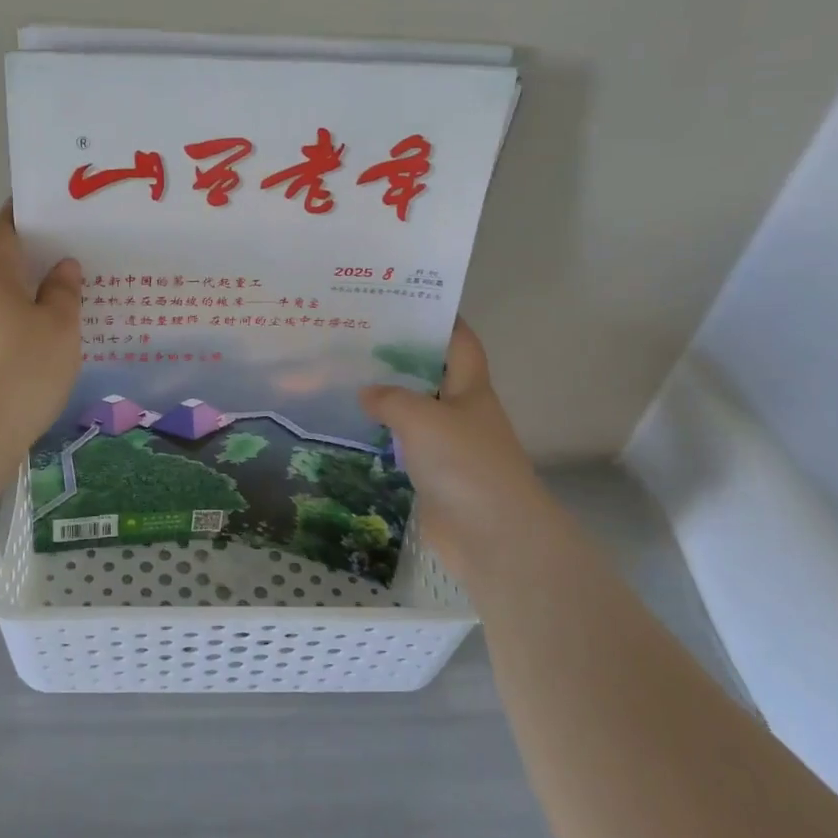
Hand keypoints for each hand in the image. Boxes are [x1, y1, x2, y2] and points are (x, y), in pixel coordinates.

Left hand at [0, 204, 82, 449]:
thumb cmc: (24, 367)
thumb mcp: (59, 327)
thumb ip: (63, 292)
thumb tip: (62, 265)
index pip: (3, 233)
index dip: (17, 214)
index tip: (39, 203)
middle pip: (1, 265)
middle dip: (30, 255)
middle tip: (68, 249)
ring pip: (2, 299)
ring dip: (28, 292)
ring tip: (65, 293)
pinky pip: (1, 327)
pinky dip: (23, 321)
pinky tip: (47, 335)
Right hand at [358, 319, 557, 585]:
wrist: (493, 537)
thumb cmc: (465, 464)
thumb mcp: (422, 418)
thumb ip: (390, 398)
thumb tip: (366, 392)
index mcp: (471, 388)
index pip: (459, 341)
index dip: (439, 318)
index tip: (403, 300)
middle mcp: (462, 411)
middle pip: (432, 373)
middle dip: (400, 356)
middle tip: (356, 338)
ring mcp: (448, 445)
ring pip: (414, 410)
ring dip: (386, 397)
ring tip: (344, 378)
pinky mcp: (433, 475)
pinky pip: (404, 446)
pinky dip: (382, 436)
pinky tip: (352, 428)